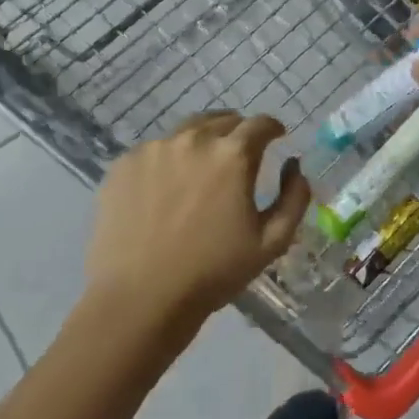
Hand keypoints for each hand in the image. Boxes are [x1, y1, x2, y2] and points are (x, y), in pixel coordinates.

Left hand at [84, 112, 312, 330]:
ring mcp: (153, 150)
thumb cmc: (214, 271)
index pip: (260, 123)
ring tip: (203, 168)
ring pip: (187, 131)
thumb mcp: (273, 241)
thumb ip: (294, 197)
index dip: (273, 128)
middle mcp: (193, 140)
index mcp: (233, 155)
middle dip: (239, 132)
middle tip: (241, 154)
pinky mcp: (124, 165)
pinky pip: (155, 151)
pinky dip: (169, 159)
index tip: (277, 137)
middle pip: (223, 120)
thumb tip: (294, 165)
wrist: (141, 298)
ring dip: (203, 141)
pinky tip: (168, 187)